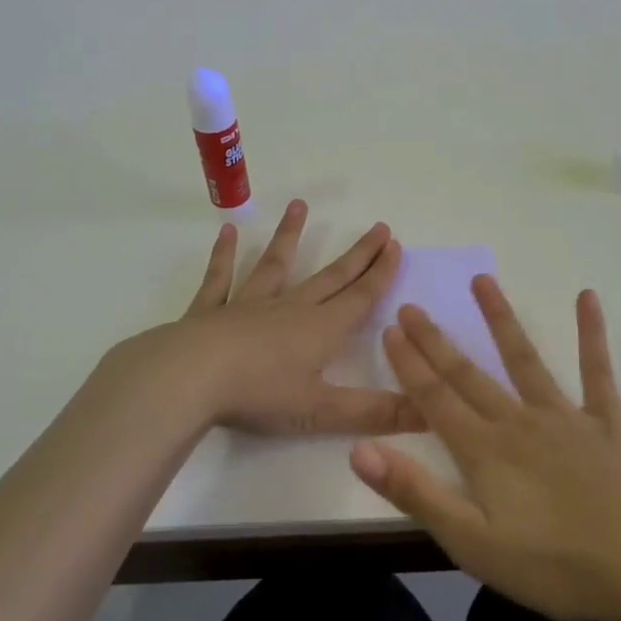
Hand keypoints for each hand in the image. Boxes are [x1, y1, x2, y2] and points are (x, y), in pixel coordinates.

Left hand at [101, 199, 419, 436]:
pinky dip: (223, 256)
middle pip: (330, 277)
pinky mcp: (210, 311)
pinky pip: (220, 279)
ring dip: (289, 237)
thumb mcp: (322, 411)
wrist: (190, 378)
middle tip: (378, 227)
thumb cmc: (259, 395)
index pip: (359, 297)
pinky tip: (225, 232)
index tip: (395, 244)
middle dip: (357, 254)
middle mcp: (289, 308)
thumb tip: (430, 415)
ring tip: (300, 206)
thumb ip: (375, 412)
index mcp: (320, 330)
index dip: (380, 273)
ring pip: (275, 265)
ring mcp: (248, 305)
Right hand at [350, 276, 620, 620]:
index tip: (391, 328)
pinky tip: (587, 298)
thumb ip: (416, 493)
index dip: (410, 364)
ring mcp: (566, 416)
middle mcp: (518, 421)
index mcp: (485, 451)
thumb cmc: (556, 565)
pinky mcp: (607, 422)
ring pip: (524, 359)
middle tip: (413, 305)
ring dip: (500, 319)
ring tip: (482, 280)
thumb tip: (360, 449)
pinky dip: (591, 333)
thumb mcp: (473, 543)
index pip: (435, 399)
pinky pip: (596, 371)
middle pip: (469, 374)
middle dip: (436, 340)